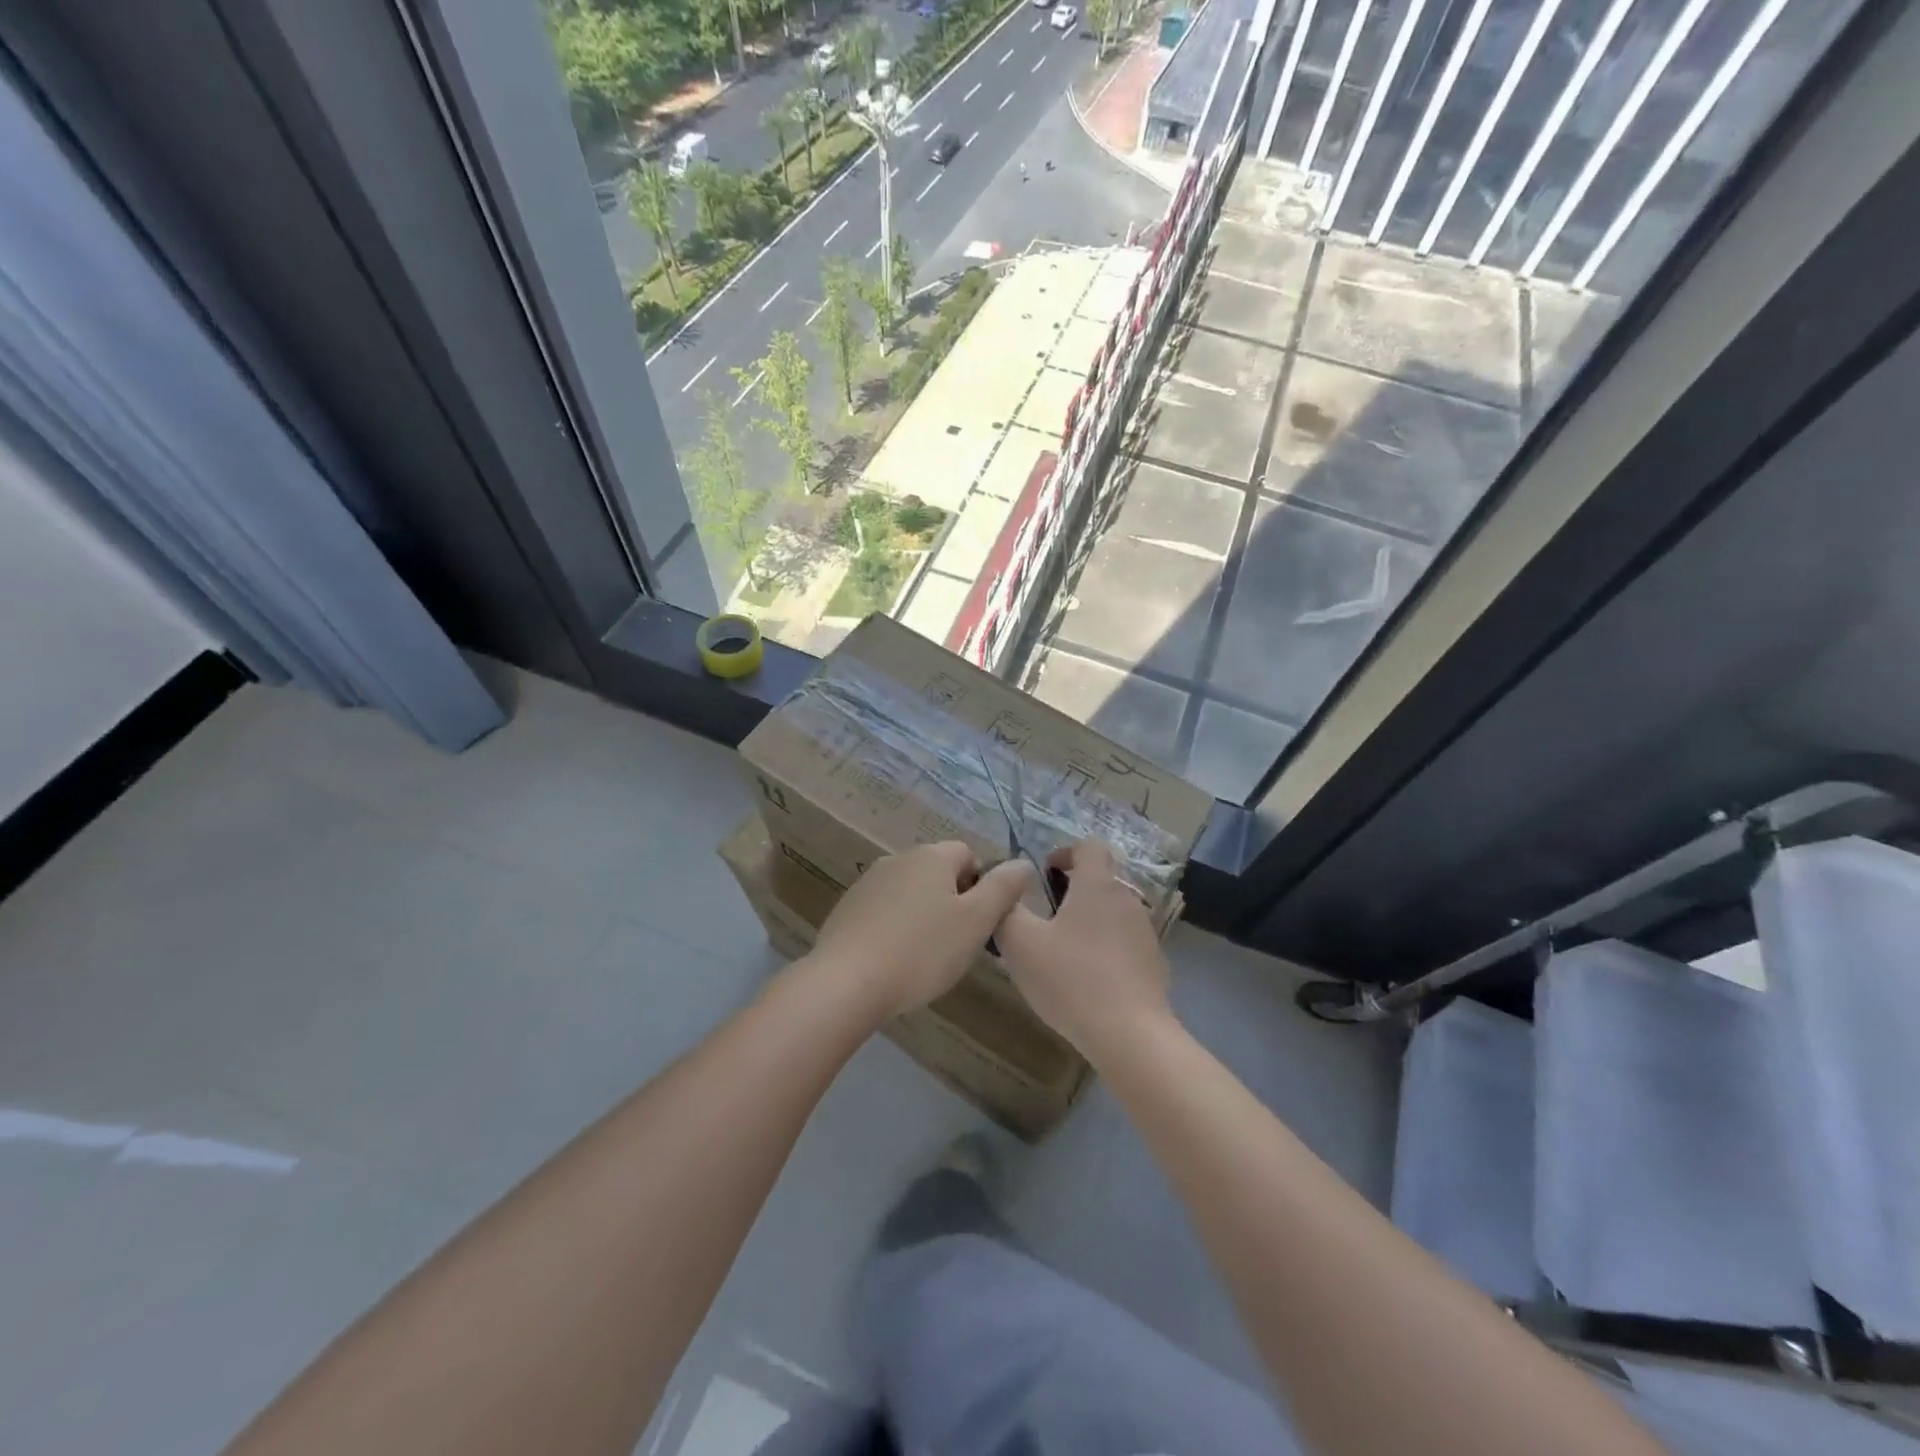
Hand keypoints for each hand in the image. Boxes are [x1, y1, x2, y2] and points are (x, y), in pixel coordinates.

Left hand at [809, 842, 1032, 1018]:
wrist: (845, 983)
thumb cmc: (921, 951)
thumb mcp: (975, 922)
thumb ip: (1003, 889)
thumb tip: (1022, 863)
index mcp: (930, 856)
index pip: (968, 855)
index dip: (981, 886)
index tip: (979, 923)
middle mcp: (897, 859)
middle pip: (938, 873)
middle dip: (953, 902)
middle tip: (957, 944)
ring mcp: (867, 883)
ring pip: (910, 893)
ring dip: (923, 916)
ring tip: (925, 957)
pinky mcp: (846, 910)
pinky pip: (884, 912)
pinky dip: (895, 929)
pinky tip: (894, 961)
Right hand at [993, 839, 1173, 1060]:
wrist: (1130, 1035)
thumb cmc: (1071, 979)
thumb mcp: (1021, 944)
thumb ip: (1006, 910)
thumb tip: (1005, 892)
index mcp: (1097, 885)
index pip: (1088, 845)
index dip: (1065, 852)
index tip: (1044, 875)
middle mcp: (1127, 899)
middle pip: (1101, 878)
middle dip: (1073, 890)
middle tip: (1045, 917)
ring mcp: (1145, 932)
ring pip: (1113, 911)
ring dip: (1090, 920)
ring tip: (1063, 952)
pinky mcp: (1155, 963)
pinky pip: (1125, 942)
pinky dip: (1106, 949)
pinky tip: (1089, 980)